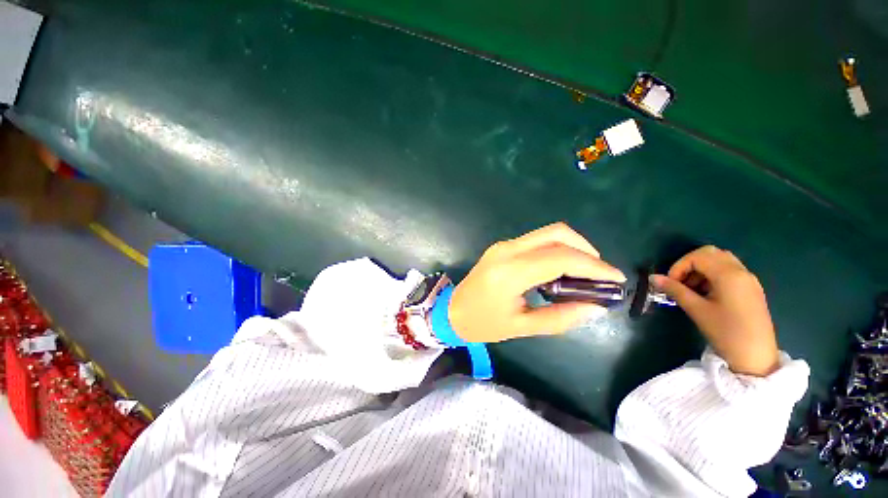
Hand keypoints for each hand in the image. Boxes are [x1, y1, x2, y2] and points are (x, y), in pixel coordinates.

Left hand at [449, 223, 624, 342]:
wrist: (452, 311)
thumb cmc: (483, 324)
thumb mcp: (522, 327)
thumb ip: (561, 317)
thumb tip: (596, 306)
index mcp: (510, 272)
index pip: (560, 258)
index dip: (594, 266)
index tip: (616, 279)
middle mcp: (507, 250)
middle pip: (557, 234)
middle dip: (586, 250)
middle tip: (600, 274)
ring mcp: (503, 245)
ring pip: (548, 233)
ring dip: (572, 247)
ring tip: (585, 273)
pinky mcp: (502, 246)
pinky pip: (537, 240)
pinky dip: (556, 249)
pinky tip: (562, 269)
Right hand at [652, 246, 779, 376]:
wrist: (756, 357)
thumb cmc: (725, 332)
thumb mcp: (697, 310)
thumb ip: (675, 290)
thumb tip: (653, 278)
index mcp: (729, 275)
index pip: (698, 256)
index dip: (679, 266)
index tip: (670, 283)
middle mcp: (741, 271)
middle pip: (711, 253)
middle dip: (689, 264)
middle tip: (679, 282)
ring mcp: (749, 280)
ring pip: (720, 260)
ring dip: (701, 269)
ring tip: (691, 289)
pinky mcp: (751, 289)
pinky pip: (729, 271)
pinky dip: (712, 275)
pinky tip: (706, 294)